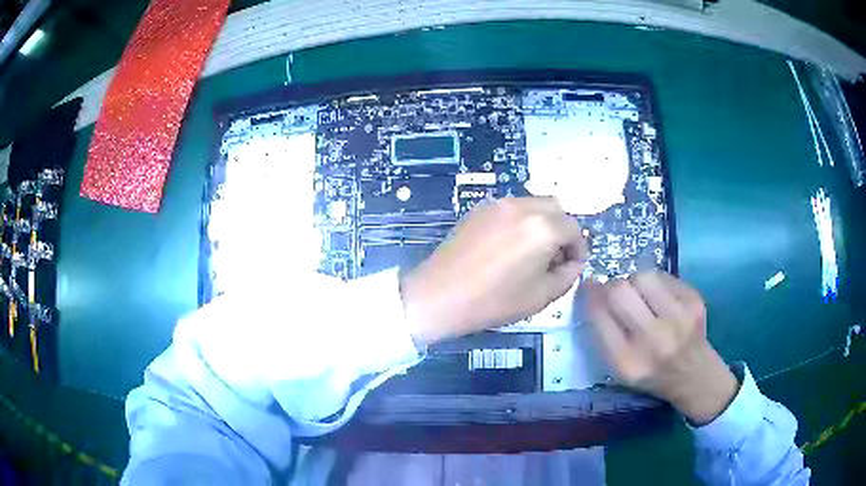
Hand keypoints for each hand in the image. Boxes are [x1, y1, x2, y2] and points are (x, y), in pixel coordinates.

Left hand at [401, 197, 586, 344]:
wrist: (440, 295)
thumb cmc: (494, 301)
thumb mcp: (541, 296)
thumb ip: (567, 275)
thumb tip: (572, 263)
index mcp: (543, 227)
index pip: (574, 229)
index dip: (578, 249)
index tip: (571, 267)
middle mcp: (523, 206)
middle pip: (556, 209)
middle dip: (561, 231)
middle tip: (552, 258)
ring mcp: (498, 204)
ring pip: (533, 204)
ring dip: (541, 223)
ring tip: (529, 252)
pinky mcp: (478, 209)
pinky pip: (511, 208)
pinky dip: (519, 221)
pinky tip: (506, 247)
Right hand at [584, 271, 738, 424]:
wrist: (694, 375)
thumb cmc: (651, 374)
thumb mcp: (620, 368)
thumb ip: (604, 334)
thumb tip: (594, 290)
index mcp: (627, 361)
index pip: (599, 315)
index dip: (590, 295)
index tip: (588, 286)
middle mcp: (653, 339)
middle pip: (620, 291)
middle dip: (612, 286)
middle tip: (615, 292)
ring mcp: (678, 318)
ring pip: (643, 276)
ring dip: (635, 282)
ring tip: (641, 296)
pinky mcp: (694, 301)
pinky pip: (664, 276)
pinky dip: (656, 283)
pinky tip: (661, 299)